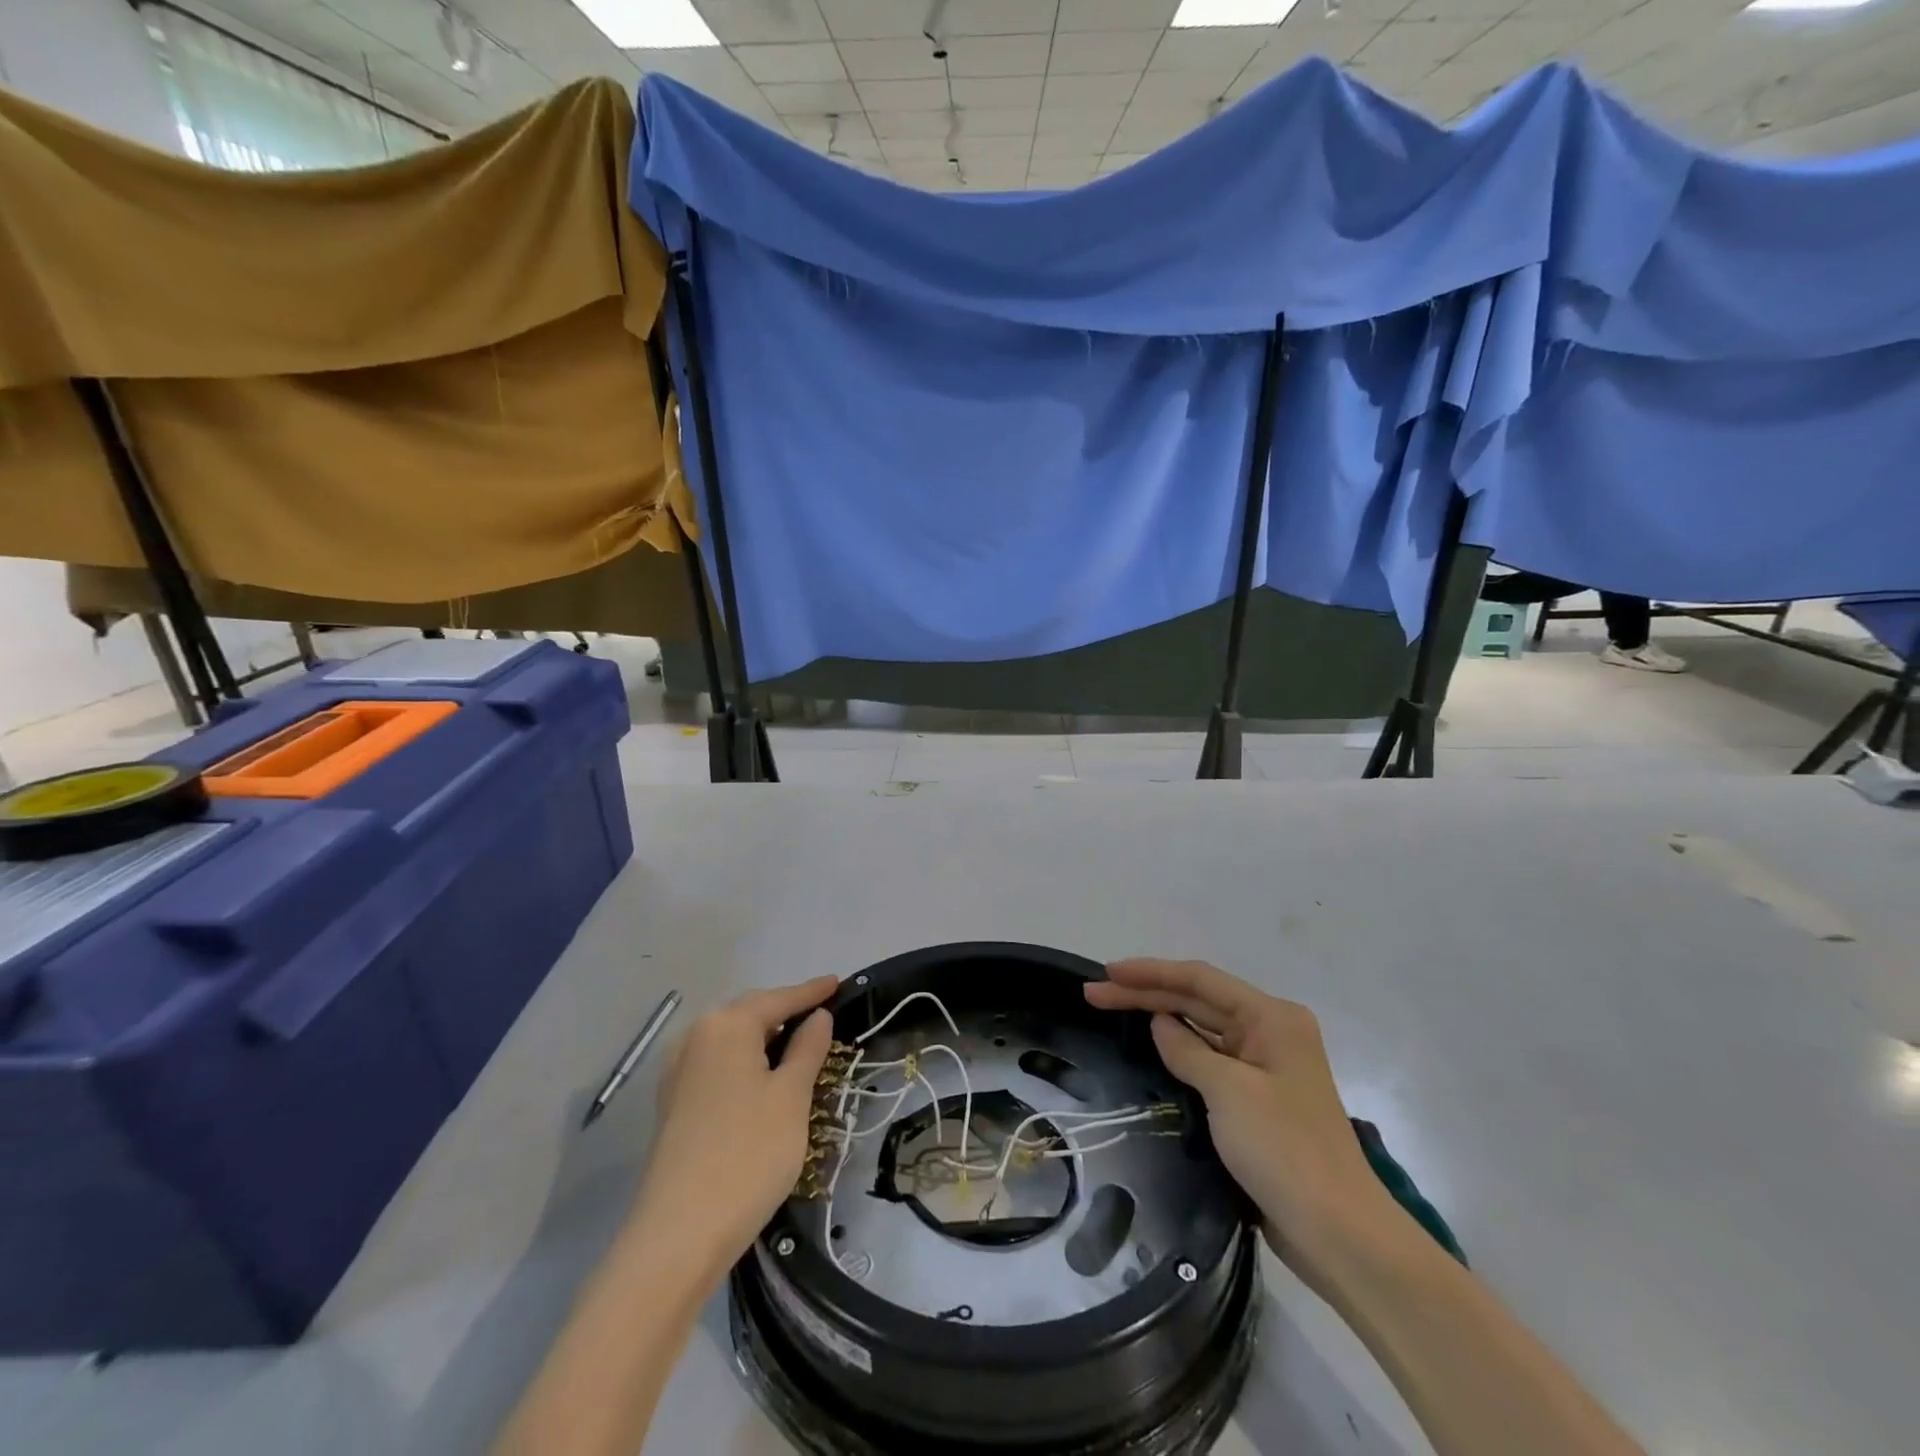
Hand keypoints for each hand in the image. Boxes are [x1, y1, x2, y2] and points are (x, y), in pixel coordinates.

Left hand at [625, 976, 837, 1284]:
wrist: (678, 1236)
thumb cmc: (748, 1153)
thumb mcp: (791, 1096)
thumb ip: (807, 1048)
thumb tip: (817, 1016)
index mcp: (726, 1025)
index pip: (778, 999)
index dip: (810, 992)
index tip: (837, 982)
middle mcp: (696, 1037)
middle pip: (750, 1014)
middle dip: (785, 1012)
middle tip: (822, 1013)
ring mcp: (678, 1072)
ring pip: (732, 1040)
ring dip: (765, 1039)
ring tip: (798, 1045)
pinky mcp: (673, 1104)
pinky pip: (717, 1065)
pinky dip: (745, 1062)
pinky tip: (763, 1079)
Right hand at [1085, 958, 1389, 1285]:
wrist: (1338, 1234)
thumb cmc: (1284, 1150)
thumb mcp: (1228, 1091)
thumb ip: (1187, 1049)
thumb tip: (1160, 1023)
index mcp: (1271, 1018)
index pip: (1200, 980)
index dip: (1150, 973)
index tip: (1107, 973)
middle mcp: (1270, 1032)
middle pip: (1198, 1000)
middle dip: (1146, 993)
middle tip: (1094, 994)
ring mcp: (1265, 1066)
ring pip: (1201, 1028)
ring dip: (1159, 1018)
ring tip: (1112, 1010)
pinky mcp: (1257, 1099)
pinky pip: (1209, 1059)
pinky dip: (1179, 1049)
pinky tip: (1151, 1045)